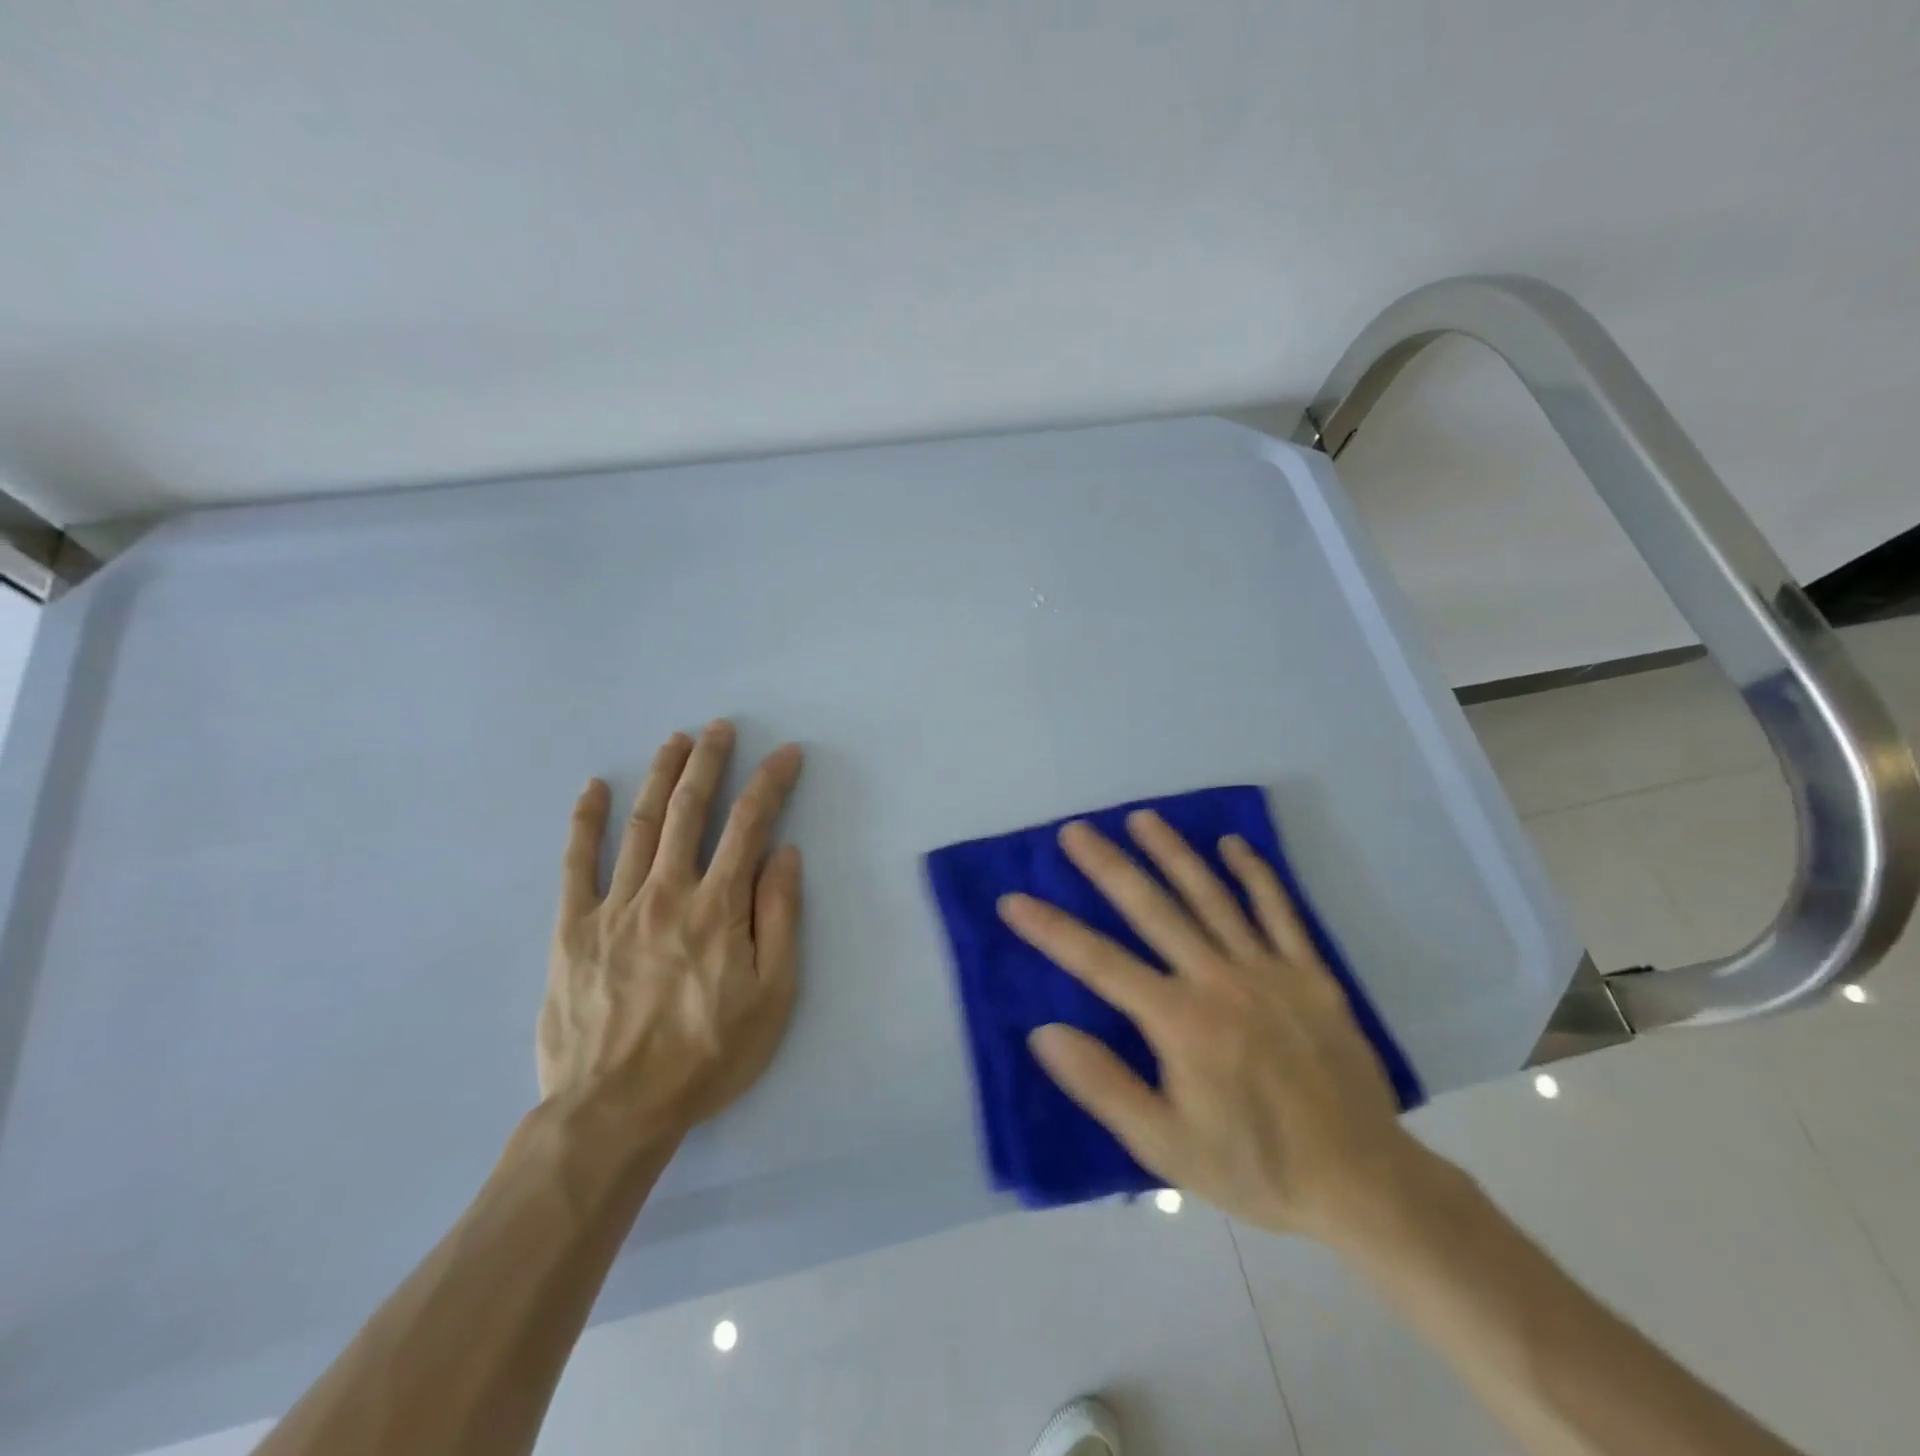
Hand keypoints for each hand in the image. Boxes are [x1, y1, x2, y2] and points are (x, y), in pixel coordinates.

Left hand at [538, 721, 804, 1155]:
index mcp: (717, 907)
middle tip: (720, 728)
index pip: (750, 825)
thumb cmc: (707, 1055)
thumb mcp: (772, 995)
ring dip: (660, 776)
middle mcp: (666, 891)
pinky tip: (593, 788)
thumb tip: (784, 854)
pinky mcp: (572, 928)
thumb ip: (779, 918)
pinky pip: (576, 863)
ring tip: (674, 740)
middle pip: (689, 810)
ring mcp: (614, 905)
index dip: (770, 783)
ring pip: (640, 824)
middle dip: (709, 762)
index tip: (786, 754)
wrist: (615, 1111)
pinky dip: (585, 821)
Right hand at [997, 812, 1417, 1240]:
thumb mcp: (1166, 1146)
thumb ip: (1103, 1085)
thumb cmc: (1254, 1167)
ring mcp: (1268, 969)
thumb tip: (1044, 1031)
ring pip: (1211, 896)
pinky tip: (1233, 843)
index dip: (1051, 930)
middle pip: (1152, 909)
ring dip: (1173, 853)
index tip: (1014, 900)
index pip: (1099, 963)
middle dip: (1109, 866)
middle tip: (1075, 830)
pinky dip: (1255, 874)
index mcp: (1179, 1020)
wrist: (1361, 1182)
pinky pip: (1280, 911)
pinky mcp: (1310, 973)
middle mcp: (1218, 979)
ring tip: (1142, 818)